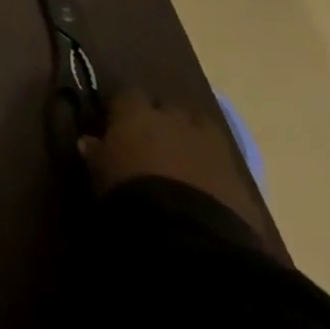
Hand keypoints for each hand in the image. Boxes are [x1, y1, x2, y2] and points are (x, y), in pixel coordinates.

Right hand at [79, 88, 265, 235]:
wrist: (192, 234)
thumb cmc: (132, 192)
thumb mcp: (100, 173)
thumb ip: (96, 153)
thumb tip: (89, 141)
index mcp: (137, 112)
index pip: (127, 95)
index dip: (123, 110)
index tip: (116, 125)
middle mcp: (174, 118)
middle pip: (167, 109)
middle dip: (162, 122)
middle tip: (152, 144)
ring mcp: (212, 145)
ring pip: (199, 130)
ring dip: (191, 141)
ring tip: (182, 163)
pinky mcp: (240, 176)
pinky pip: (221, 163)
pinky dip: (212, 170)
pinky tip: (204, 188)